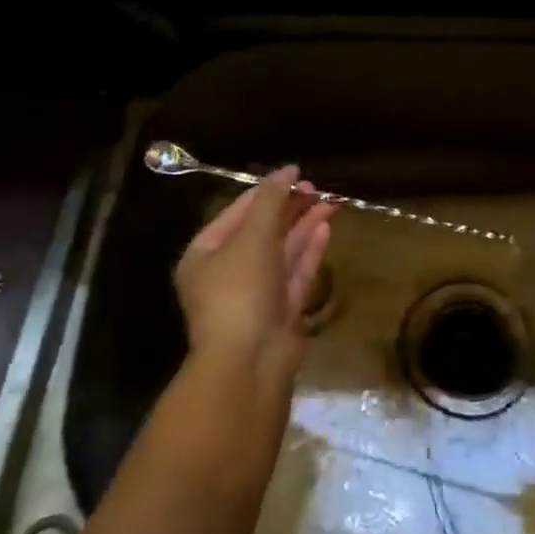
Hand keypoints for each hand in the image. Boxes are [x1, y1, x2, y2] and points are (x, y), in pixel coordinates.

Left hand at [174, 167, 335, 386]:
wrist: (249, 363)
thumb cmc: (240, 291)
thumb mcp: (253, 237)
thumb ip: (270, 200)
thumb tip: (287, 170)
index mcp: (205, 255)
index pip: (237, 212)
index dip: (267, 190)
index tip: (296, 172)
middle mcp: (227, 273)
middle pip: (261, 231)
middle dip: (288, 208)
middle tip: (316, 187)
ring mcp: (254, 295)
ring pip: (281, 252)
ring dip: (303, 226)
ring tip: (329, 201)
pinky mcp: (279, 312)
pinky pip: (294, 274)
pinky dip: (309, 251)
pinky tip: (325, 229)